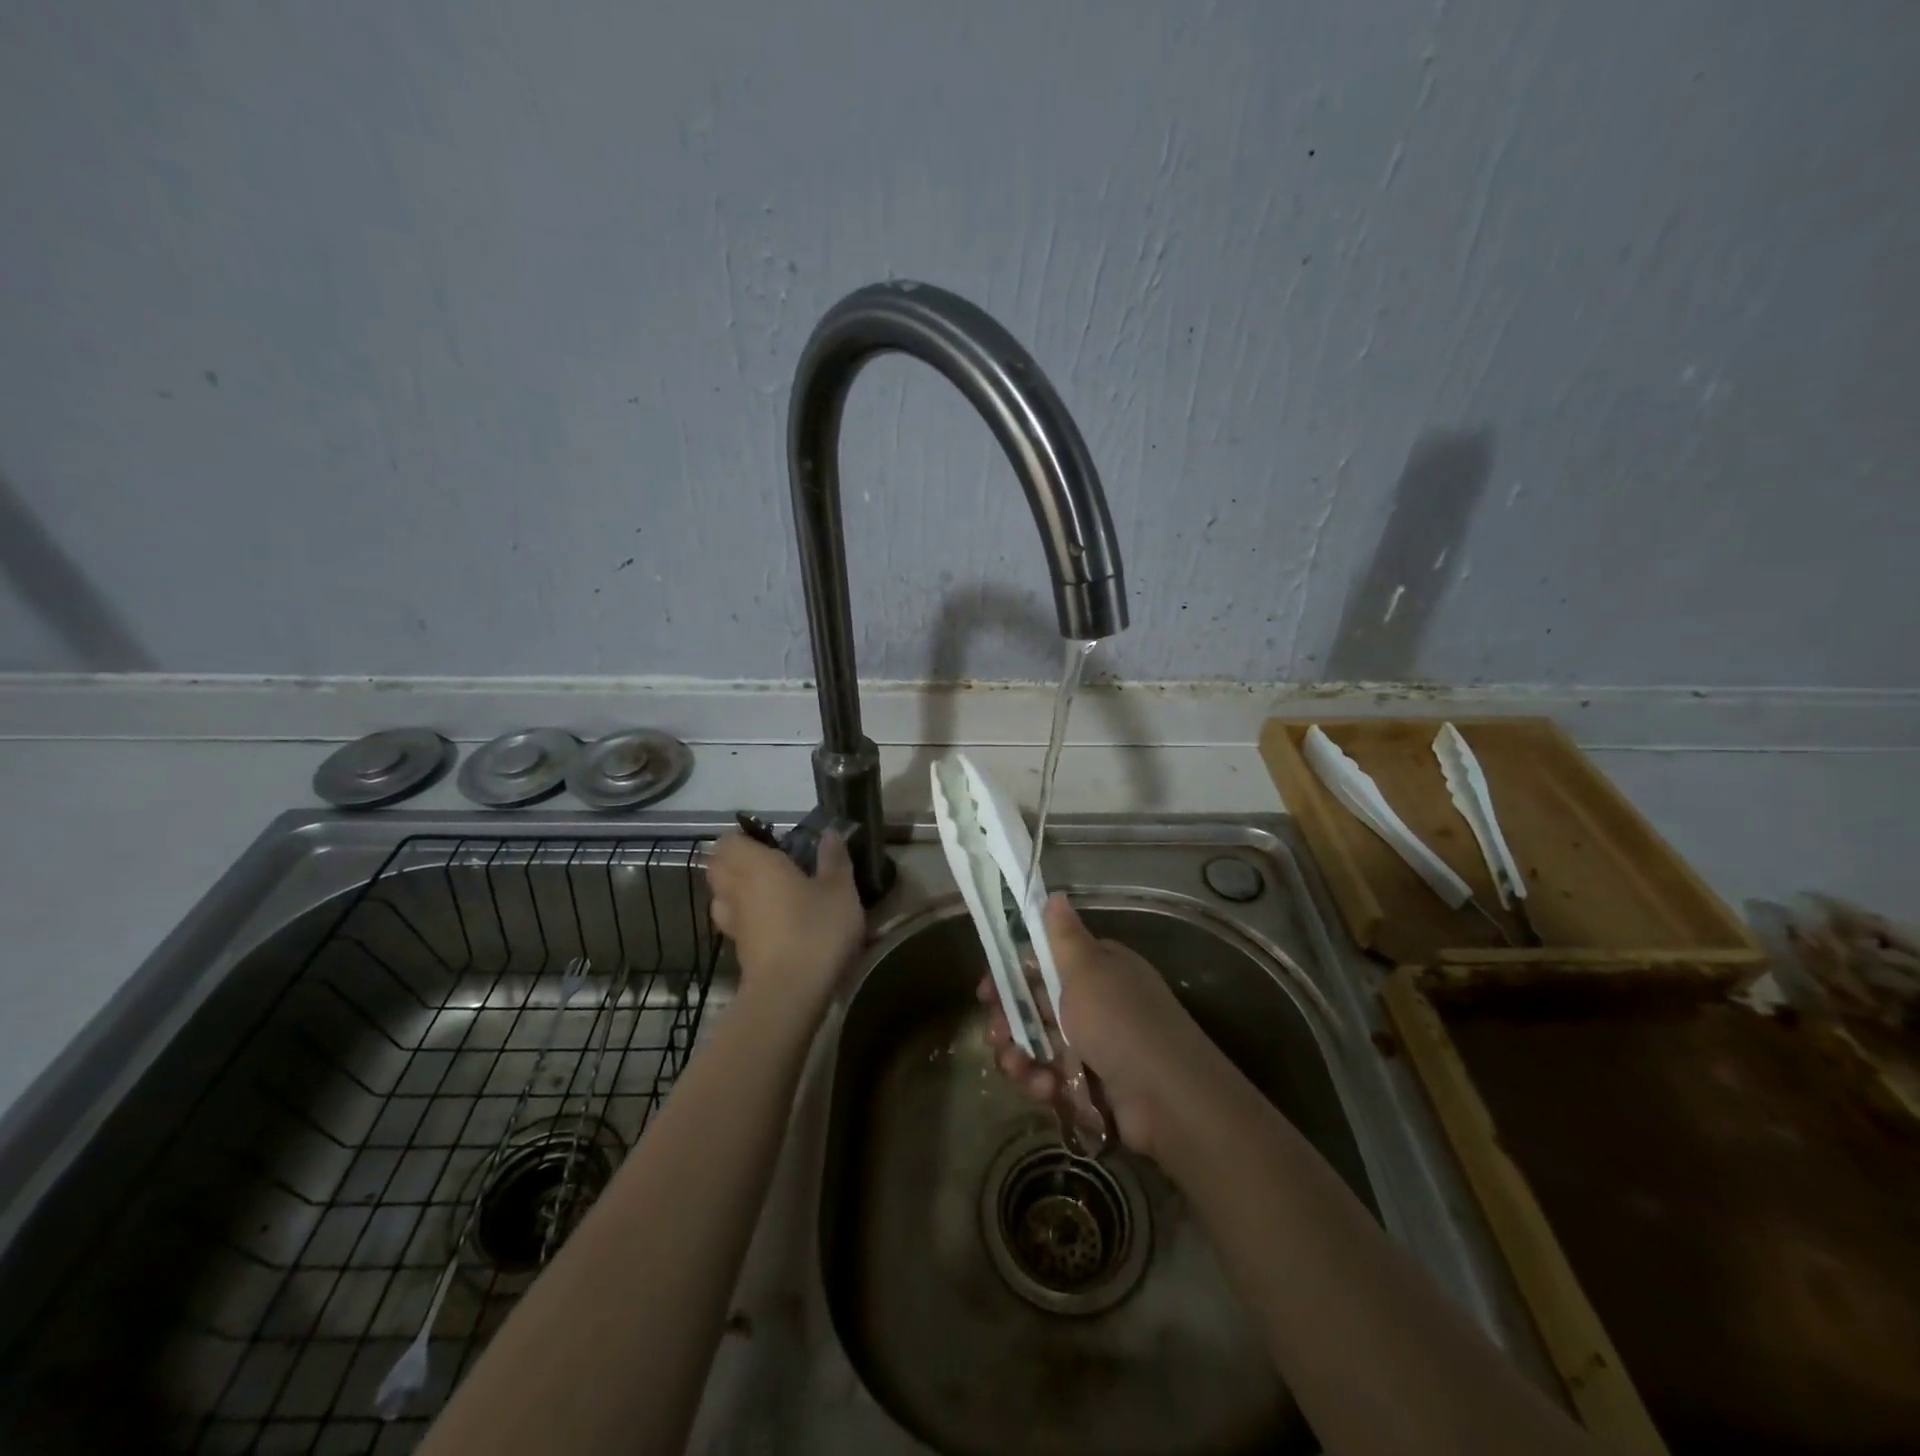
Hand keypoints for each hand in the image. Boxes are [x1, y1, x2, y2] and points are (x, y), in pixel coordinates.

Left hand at [706, 830, 864, 1016]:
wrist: (790, 994)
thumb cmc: (816, 930)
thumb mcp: (840, 890)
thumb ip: (834, 859)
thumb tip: (830, 834)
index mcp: (757, 865)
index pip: (728, 840)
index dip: (744, 838)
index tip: (771, 841)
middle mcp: (736, 889)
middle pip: (717, 866)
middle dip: (735, 861)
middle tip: (769, 863)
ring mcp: (733, 922)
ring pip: (721, 896)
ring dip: (736, 890)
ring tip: (767, 892)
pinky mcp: (738, 949)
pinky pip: (733, 921)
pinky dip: (745, 917)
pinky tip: (772, 922)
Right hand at [979, 895, 1225, 1161]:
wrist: (1168, 1099)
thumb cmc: (1120, 1021)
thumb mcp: (1088, 969)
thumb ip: (1063, 936)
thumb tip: (1054, 894)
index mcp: (1097, 969)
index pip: (1044, 963)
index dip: (1011, 975)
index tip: (986, 991)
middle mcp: (1095, 1004)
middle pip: (1035, 1007)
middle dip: (1009, 1021)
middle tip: (996, 1035)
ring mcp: (1094, 1048)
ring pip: (1039, 1046)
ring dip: (1020, 1057)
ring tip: (1018, 1067)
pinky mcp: (1091, 1087)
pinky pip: (1052, 1079)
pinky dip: (1042, 1083)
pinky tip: (1045, 1089)